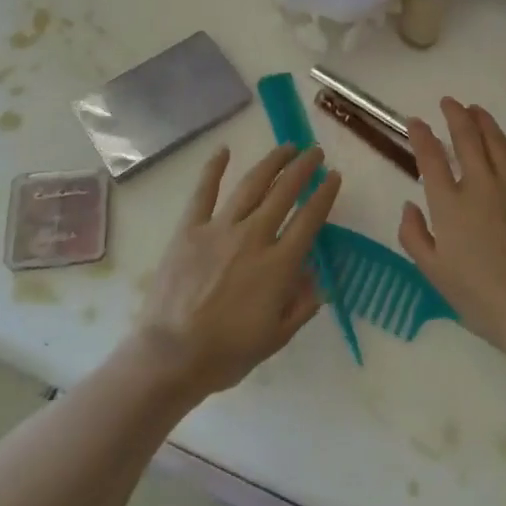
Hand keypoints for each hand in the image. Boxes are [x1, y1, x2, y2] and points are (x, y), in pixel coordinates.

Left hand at [132, 144, 339, 398]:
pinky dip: (213, 169)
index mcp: (279, 264)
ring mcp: (219, 229)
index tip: (334, 176)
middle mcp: (253, 237)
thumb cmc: (227, 353)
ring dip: (272, 163)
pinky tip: (224, 150)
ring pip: (251, 185)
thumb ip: (302, 304)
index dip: (324, 194)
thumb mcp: (277, 336)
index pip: (309, 219)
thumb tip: (315, 277)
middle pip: (284, 193)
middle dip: (303, 169)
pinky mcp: (189, 229)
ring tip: (287, 148)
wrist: (171, 356)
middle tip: (315, 153)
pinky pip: (204, 192)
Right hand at [398, 99, 505, 362]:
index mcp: (449, 204)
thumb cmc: (477, 295)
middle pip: (466, 138)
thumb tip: (409, 205)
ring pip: (496, 141)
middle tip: (448, 103)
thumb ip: (413, 234)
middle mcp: (480, 185)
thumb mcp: (432, 271)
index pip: (431, 157)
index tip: (416, 122)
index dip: (421, 135)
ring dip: (483, 121)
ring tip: (475, 110)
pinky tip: (504, 141)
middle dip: (455, 115)